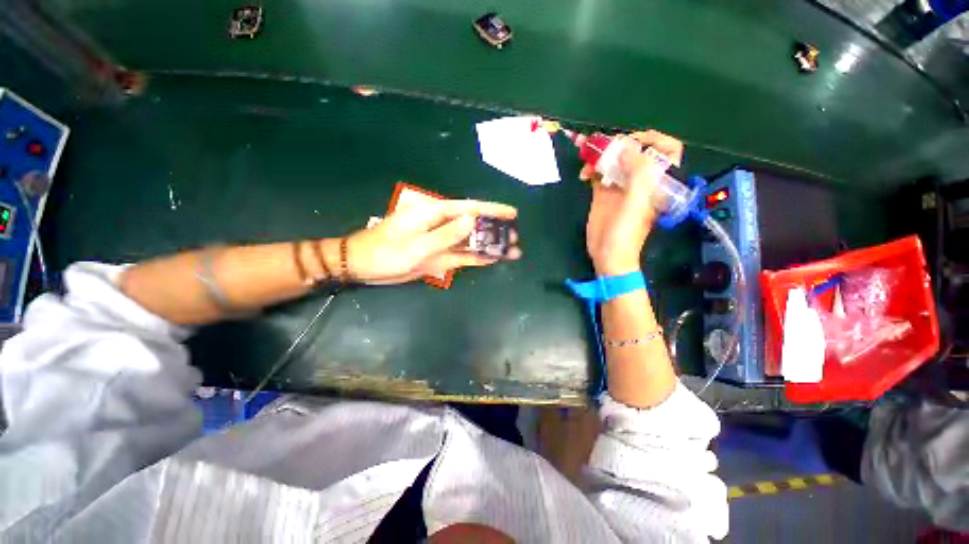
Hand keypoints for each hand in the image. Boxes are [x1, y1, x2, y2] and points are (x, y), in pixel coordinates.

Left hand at [347, 199, 520, 284]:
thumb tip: (472, 221)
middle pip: (473, 226)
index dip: (491, 209)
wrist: (364, 267)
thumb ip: (445, 234)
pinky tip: (492, 260)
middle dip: (495, 230)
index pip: (468, 208)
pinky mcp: (439, 257)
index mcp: (434, 214)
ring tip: (511, 251)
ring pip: (471, 243)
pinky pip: (462, 257)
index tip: (512, 213)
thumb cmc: (384, 251)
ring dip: (490, 246)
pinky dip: (477, 258)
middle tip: (515, 238)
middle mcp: (441, 226)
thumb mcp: (415, 244)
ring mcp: (441, 243)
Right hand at [582, 130, 683, 274]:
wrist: (608, 255)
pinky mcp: (603, 194)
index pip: (666, 150)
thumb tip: (626, 148)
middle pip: (634, 151)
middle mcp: (640, 180)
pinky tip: (584, 174)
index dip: (652, 140)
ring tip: (586, 158)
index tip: (631, 143)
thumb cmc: (627, 233)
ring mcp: (620, 186)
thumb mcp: (636, 204)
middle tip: (601, 145)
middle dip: (618, 143)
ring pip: (614, 160)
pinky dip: (591, 168)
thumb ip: (638, 174)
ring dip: (600, 154)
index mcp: (657, 181)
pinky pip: (598, 173)